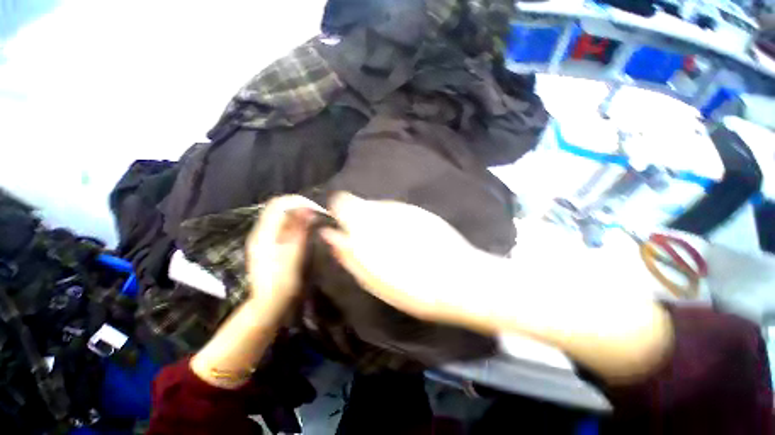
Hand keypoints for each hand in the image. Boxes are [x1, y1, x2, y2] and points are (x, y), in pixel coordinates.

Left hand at [245, 195, 322, 310]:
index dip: (300, 202)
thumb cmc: (282, 282)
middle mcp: (261, 231)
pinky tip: (305, 232)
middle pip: (279, 207)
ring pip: (281, 216)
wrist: (269, 304)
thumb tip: (307, 209)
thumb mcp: (292, 255)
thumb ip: (298, 231)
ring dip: (299, 215)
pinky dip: (295, 224)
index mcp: (264, 232)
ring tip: (315, 222)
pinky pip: (282, 226)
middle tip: (318, 215)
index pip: (280, 203)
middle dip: (300, 207)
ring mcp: (263, 239)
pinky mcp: (269, 245)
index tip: (318, 210)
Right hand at [321, 193, 489, 329]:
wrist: (459, 279)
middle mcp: (382, 210)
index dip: (339, 213)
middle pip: (360, 203)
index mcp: (365, 225)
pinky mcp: (419, 211)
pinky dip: (396, 223)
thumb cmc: (412, 289)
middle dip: (360, 220)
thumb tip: (329, 235)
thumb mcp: (371, 280)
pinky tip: (409, 241)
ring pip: (379, 208)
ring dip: (379, 222)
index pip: (342, 201)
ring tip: (393, 245)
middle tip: (370, 243)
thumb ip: (348, 254)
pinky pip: (398, 212)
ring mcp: (403, 208)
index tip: (344, 228)